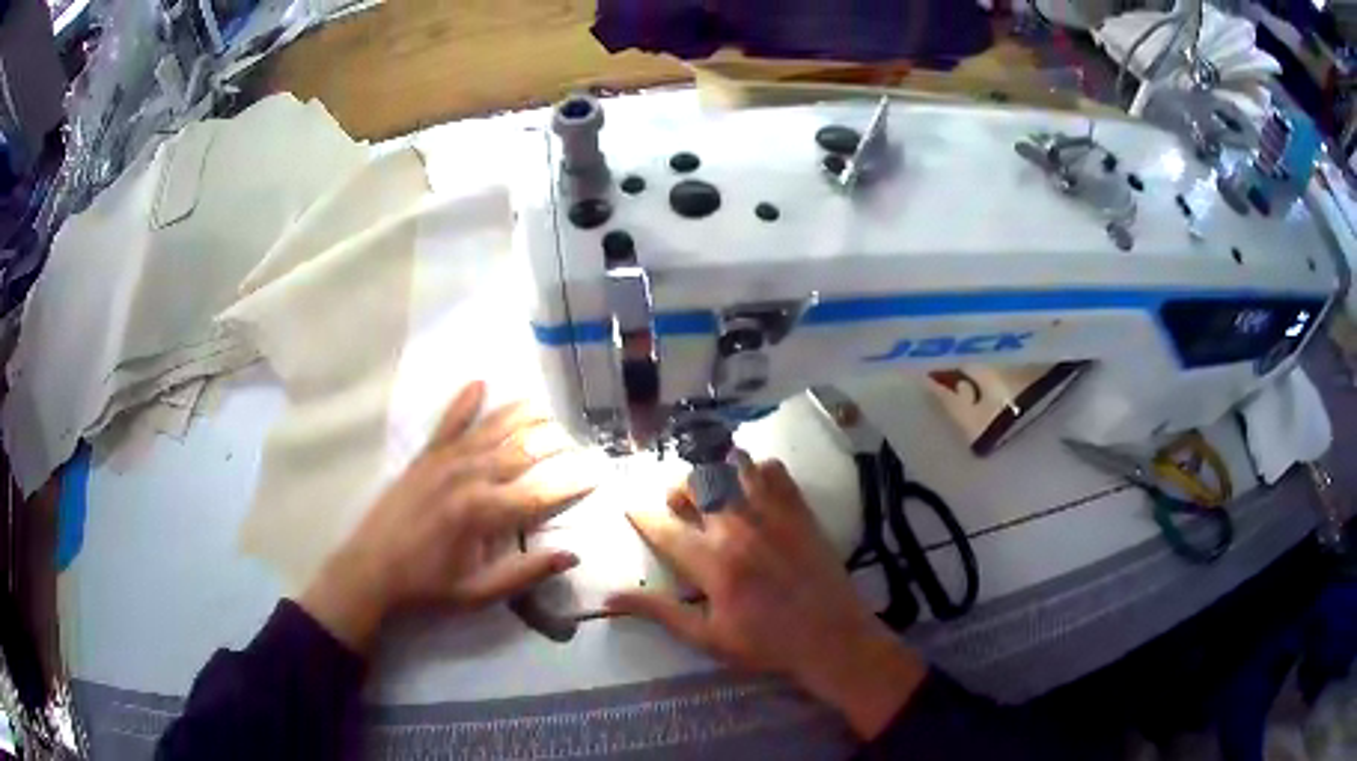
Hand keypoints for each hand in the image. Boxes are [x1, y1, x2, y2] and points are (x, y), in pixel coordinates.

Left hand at [300, 381, 593, 652]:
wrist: (370, 571)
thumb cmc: (428, 587)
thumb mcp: (479, 593)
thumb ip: (525, 573)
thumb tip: (571, 554)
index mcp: (483, 513)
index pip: (540, 493)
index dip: (571, 482)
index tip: (598, 472)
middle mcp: (467, 478)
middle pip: (521, 452)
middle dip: (554, 443)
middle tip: (577, 440)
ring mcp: (443, 462)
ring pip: (491, 431)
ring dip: (520, 417)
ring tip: (546, 409)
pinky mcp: (423, 458)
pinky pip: (448, 424)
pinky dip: (464, 403)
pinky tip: (480, 382)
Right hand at [606, 455, 925, 739]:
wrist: (831, 637)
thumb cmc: (766, 644)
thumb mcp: (707, 638)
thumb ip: (660, 612)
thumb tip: (609, 599)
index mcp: (711, 563)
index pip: (663, 529)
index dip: (641, 516)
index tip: (631, 507)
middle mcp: (737, 528)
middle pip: (695, 485)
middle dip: (678, 489)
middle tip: (680, 505)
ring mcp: (771, 515)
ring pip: (732, 467)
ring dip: (715, 472)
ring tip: (714, 490)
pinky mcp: (799, 511)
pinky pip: (775, 470)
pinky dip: (758, 470)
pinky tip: (754, 487)